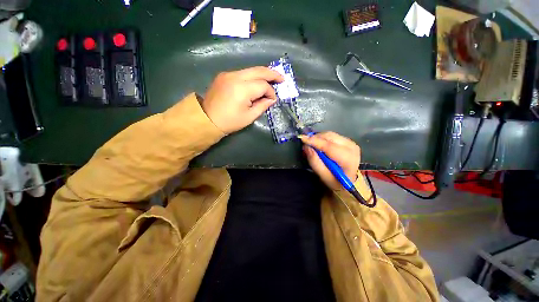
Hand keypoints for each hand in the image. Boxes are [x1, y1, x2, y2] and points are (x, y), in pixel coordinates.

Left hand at [201, 66, 283, 133]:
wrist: (207, 119)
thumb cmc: (230, 121)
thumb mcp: (249, 116)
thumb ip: (263, 105)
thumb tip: (271, 98)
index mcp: (242, 89)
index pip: (263, 85)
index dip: (271, 92)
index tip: (273, 100)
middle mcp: (235, 76)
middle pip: (258, 70)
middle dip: (272, 73)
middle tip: (281, 78)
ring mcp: (228, 74)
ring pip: (250, 70)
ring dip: (262, 74)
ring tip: (272, 79)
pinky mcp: (224, 75)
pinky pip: (242, 73)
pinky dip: (252, 77)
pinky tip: (256, 82)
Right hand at [300, 132, 359, 189]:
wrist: (349, 180)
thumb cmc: (336, 181)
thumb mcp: (323, 176)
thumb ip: (315, 162)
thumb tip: (307, 147)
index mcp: (347, 159)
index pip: (329, 146)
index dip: (315, 141)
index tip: (302, 138)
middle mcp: (351, 147)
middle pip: (329, 137)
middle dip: (315, 138)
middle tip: (306, 144)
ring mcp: (350, 142)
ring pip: (330, 134)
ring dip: (318, 138)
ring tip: (312, 145)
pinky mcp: (348, 140)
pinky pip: (332, 135)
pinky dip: (323, 138)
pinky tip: (319, 145)